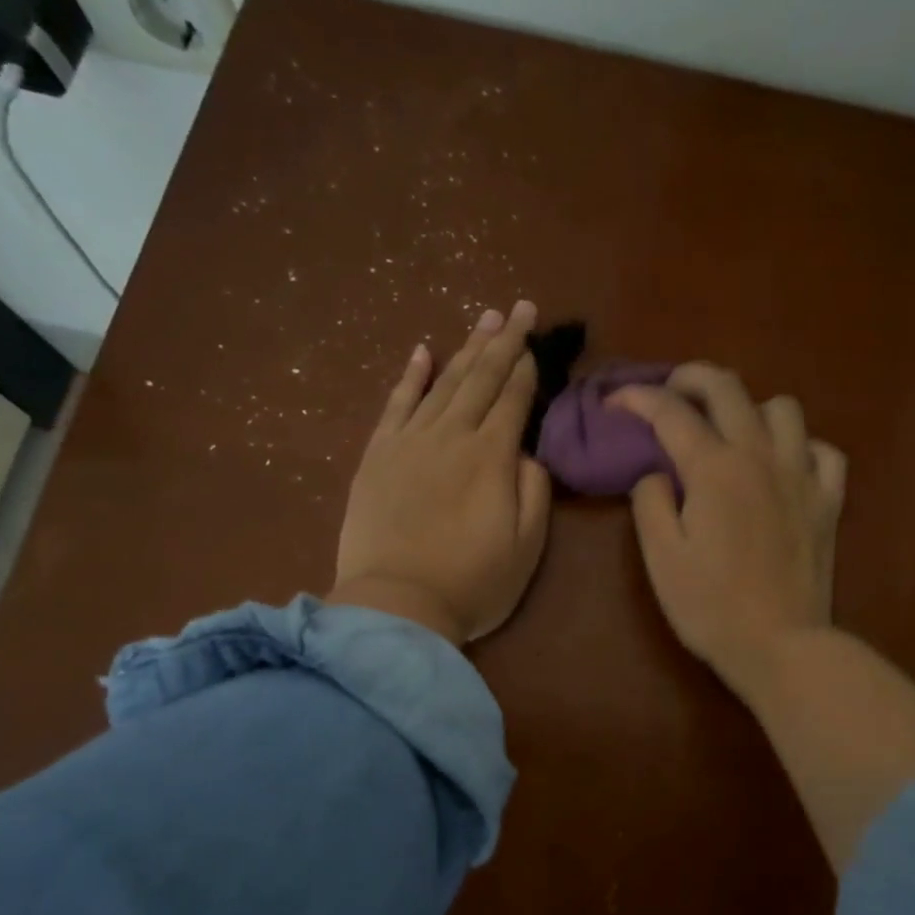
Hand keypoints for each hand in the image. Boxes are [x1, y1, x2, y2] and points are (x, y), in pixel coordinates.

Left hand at [331, 302, 551, 643]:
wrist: (395, 606)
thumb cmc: (472, 583)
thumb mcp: (527, 546)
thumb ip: (534, 490)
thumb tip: (527, 452)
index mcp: (492, 457)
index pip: (513, 400)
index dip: (527, 368)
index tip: (536, 342)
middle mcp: (451, 436)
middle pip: (481, 378)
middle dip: (504, 342)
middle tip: (520, 308)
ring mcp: (410, 442)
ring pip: (443, 383)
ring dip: (466, 348)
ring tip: (485, 318)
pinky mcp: (377, 455)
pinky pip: (395, 404)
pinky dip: (410, 375)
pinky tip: (422, 351)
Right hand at [611, 365, 846, 688]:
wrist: (780, 645)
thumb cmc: (710, 606)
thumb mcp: (661, 557)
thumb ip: (651, 502)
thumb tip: (657, 472)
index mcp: (714, 469)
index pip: (670, 412)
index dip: (637, 398)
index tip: (614, 401)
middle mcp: (760, 457)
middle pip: (727, 388)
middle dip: (690, 377)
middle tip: (669, 391)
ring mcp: (802, 475)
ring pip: (783, 408)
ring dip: (750, 408)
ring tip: (731, 430)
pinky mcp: (829, 501)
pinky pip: (824, 451)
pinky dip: (802, 447)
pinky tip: (785, 464)